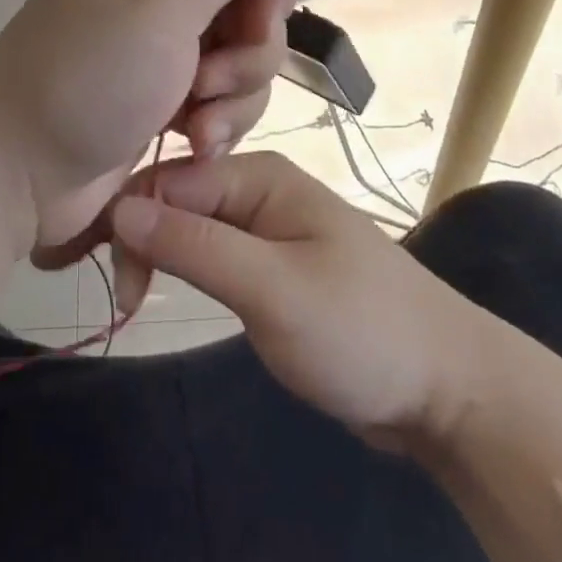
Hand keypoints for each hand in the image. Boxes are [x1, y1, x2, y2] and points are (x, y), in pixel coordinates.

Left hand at [0, 0, 296, 257]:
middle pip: (254, 9)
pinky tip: (193, 146)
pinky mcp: (167, 101)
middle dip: (248, 55)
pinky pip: (224, 102)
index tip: (252, 27)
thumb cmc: (88, 72)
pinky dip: (218, 125)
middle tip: (206, 84)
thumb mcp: (162, 0)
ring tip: (195, 128)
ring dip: (234, 99)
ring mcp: (167, 50)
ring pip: (246, 62)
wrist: (15, 166)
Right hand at [110, 150, 491, 449]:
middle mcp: (257, 187)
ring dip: (158, 255)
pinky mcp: (270, 262)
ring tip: (135, 304)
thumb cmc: (361, 330)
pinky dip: (184, 268)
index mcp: (258, 174)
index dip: (130, 222)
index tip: (115, 286)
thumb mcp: (272, 289)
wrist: (446, 387)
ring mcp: (265, 225)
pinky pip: (212, 252)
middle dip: (141, 240)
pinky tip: (166, 290)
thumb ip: (195, 246)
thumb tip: (119, 208)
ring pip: (189, 226)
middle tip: (127, 305)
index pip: (168, 180)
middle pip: (175, 198)